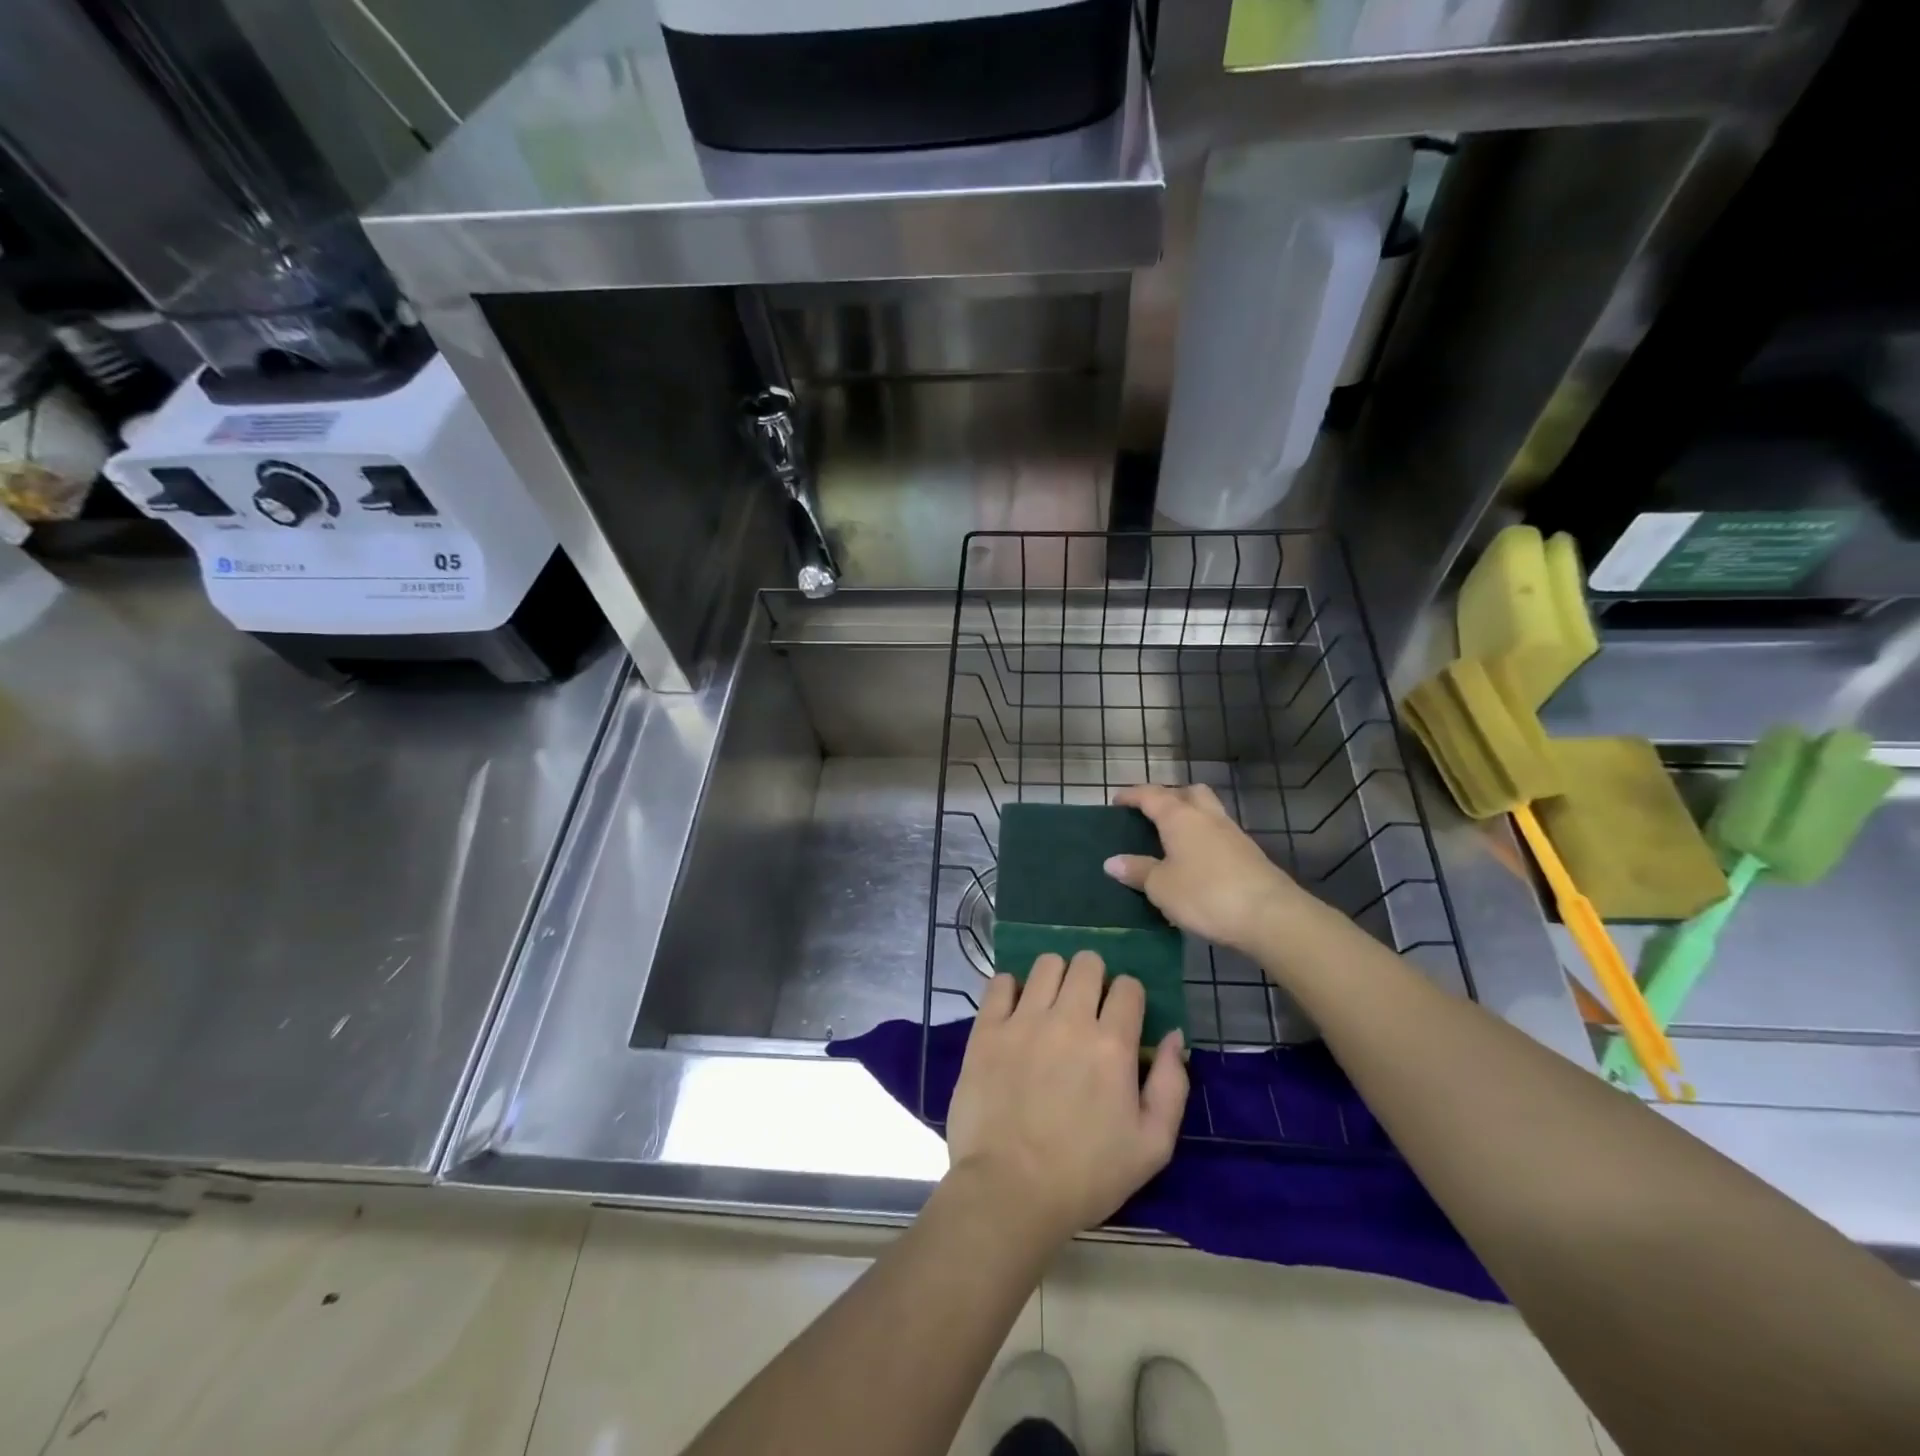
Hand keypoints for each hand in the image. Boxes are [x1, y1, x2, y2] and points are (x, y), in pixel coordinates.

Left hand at [946, 952, 1186, 1250]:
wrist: (1009, 1191)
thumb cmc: (1087, 1175)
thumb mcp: (1152, 1145)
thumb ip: (1171, 1084)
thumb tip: (1174, 1036)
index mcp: (1112, 1044)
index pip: (1128, 986)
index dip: (1129, 998)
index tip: (1122, 1019)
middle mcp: (1069, 1019)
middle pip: (1087, 962)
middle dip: (1094, 978)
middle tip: (1087, 1008)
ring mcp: (1023, 1020)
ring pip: (1046, 964)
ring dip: (1055, 978)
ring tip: (1051, 1006)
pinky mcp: (987, 1029)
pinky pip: (1000, 982)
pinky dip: (1010, 989)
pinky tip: (1015, 1013)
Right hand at [1104, 783, 1308, 956]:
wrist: (1270, 915)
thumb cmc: (1205, 894)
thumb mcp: (1161, 886)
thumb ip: (1137, 870)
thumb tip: (1112, 861)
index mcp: (1180, 817)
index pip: (1151, 795)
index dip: (1132, 796)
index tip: (1117, 802)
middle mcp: (1207, 816)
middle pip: (1187, 792)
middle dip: (1168, 797)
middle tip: (1151, 815)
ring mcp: (1232, 833)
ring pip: (1208, 811)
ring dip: (1190, 816)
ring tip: (1172, 838)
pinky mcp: (1248, 853)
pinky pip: (1219, 834)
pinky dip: (1204, 838)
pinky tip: (1196, 861)